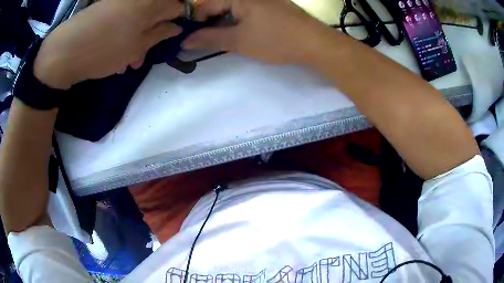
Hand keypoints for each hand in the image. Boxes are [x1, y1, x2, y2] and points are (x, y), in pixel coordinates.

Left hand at [34, 0, 182, 88]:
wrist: (64, 51)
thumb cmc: (103, 51)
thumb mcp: (136, 47)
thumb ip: (159, 34)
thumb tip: (176, 27)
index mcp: (150, 3)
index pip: (177, 6)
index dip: (177, 20)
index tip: (170, 35)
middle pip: (157, 11)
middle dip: (154, 31)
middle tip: (143, 55)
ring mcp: (120, 1)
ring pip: (138, 16)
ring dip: (136, 37)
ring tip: (126, 59)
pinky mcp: (106, 6)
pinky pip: (123, 16)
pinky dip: (123, 32)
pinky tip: (115, 50)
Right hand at [184, 0, 331, 63]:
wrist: (314, 43)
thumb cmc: (275, 40)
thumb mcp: (238, 41)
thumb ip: (209, 39)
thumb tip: (185, 41)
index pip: (204, 5)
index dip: (194, 22)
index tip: (189, 39)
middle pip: (217, 4)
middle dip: (208, 22)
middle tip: (203, 40)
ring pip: (230, 6)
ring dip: (221, 21)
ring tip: (219, 37)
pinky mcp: (269, 3)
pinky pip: (244, 7)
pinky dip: (235, 18)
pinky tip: (236, 30)